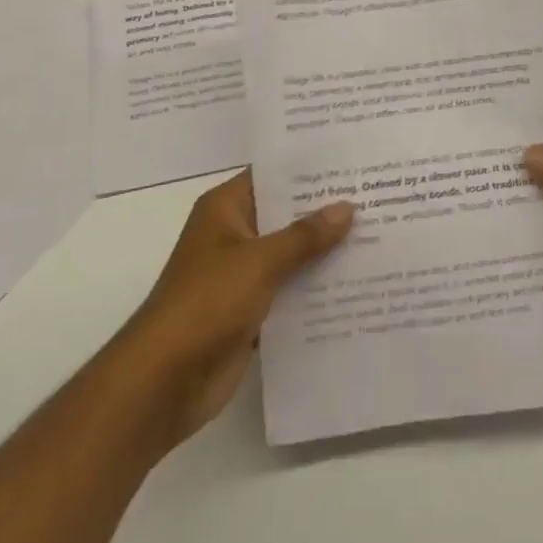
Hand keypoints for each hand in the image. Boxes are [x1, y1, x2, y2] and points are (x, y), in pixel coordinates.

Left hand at [114, 170, 353, 451]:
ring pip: (291, 254)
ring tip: (379, 235)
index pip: (273, 175)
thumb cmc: (206, 303)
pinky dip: (315, 288)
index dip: (309, 168)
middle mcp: (233, 234)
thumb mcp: (259, 261)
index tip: (353, 161)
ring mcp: (241, 274)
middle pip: (286, 214)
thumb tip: (347, 207)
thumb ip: (305, 235)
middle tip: (377, 195)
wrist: (164, 382)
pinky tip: (356, 283)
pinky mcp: (250, 310)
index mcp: (225, 209)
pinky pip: (289, 290)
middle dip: (326, 211)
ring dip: (324, 251)